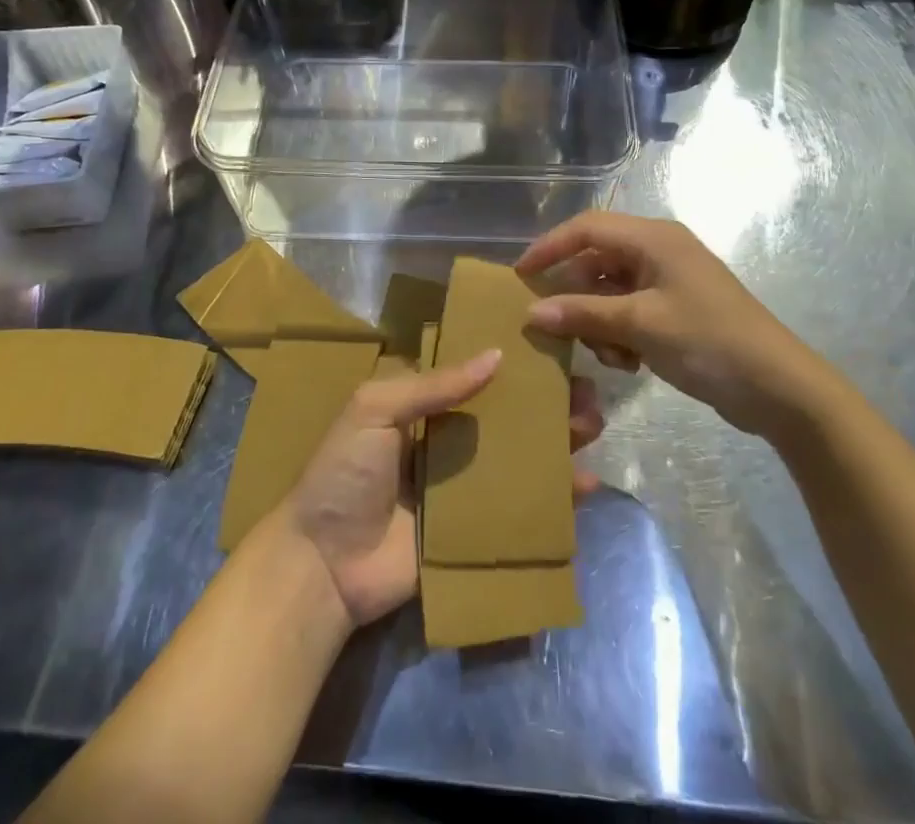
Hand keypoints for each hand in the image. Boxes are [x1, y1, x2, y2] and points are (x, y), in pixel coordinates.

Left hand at [283, 351, 604, 628]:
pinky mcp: (476, 531)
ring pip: (521, 458)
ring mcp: (465, 488)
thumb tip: (496, 356)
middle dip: (546, 404)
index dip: (513, 363)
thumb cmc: (343, 474)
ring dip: (558, 443)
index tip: (553, 348)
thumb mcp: (376, 410)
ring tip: (592, 426)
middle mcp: (450, 442)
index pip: (476, 376)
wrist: (323, 566)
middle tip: (586, 392)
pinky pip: (521, 508)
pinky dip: (555, 498)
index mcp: (424, 408)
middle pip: (508, 417)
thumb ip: (433, 385)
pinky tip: (586, 486)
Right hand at [517, 212, 838, 442]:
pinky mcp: (676, 309)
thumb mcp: (639, 326)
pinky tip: (629, 362)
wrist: (778, 387)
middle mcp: (659, 250)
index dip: (550, 247)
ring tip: (609, 355)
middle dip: (577, 295)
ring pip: (611, 290)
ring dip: (599, 321)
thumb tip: (532, 312)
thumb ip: (583, 314)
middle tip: (557, 328)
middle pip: (597, 261)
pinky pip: (630, 311)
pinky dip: (620, 333)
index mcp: (653, 238)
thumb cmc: (707, 342)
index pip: (587, 228)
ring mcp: (669, 281)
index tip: (520, 275)